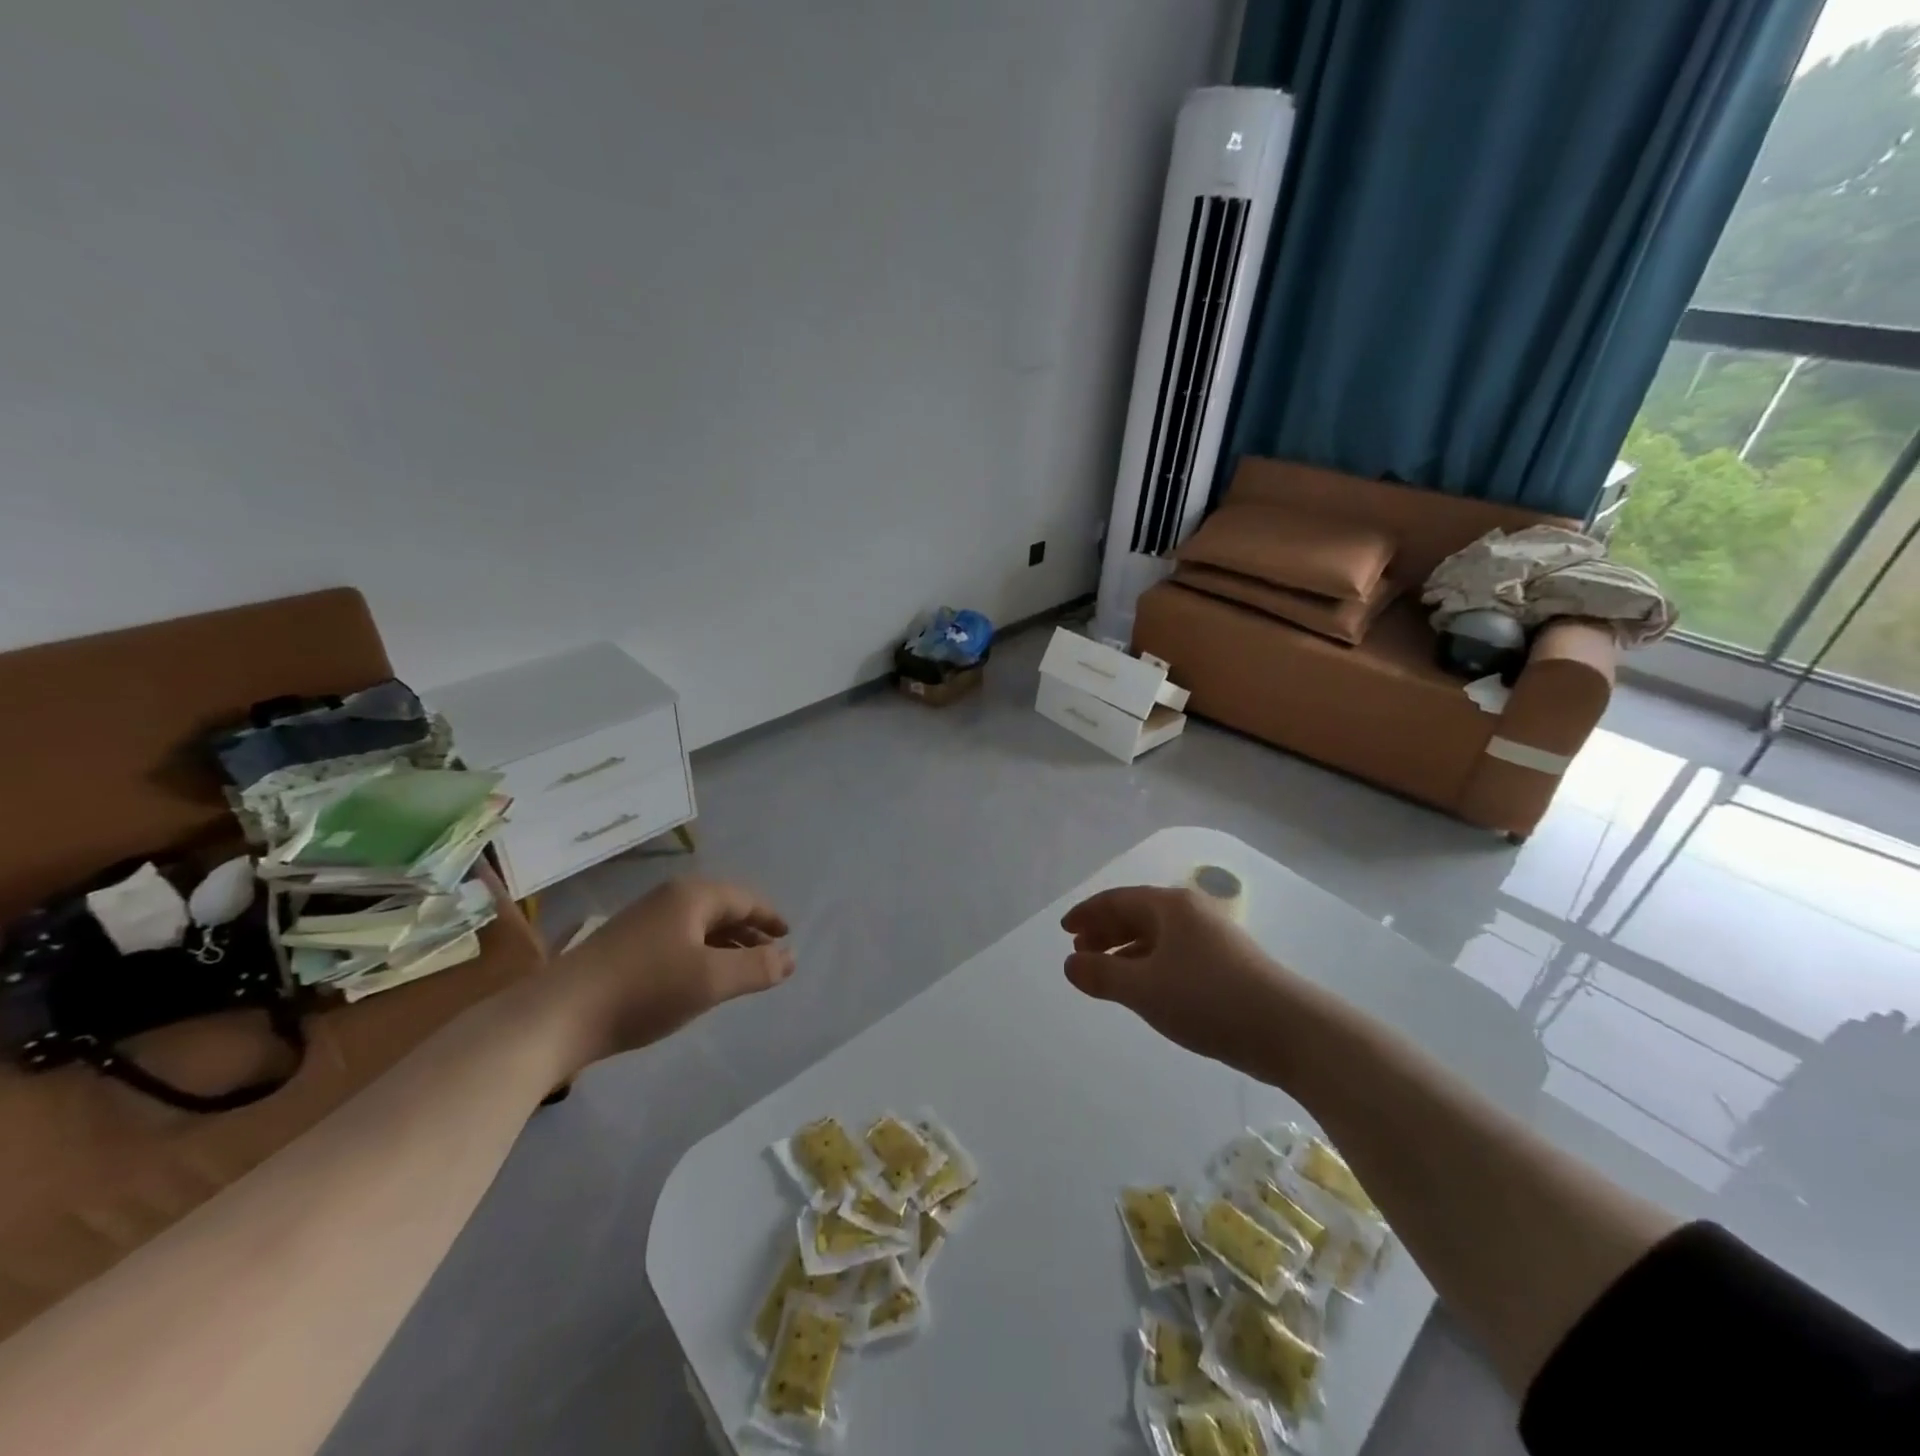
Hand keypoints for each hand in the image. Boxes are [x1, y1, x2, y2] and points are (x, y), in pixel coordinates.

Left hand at [550, 877, 792, 1065]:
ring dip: (725, 945)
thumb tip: (792, 956)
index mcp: (692, 896)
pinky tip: (698, 980)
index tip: (788, 936)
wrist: (557, 1017)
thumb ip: (758, 967)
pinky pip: (678, 941)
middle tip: (771, 957)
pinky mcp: (624, 947)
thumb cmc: (644, 990)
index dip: (769, 918)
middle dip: (749, 932)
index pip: (745, 899)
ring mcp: (642, 922)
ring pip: (698, 927)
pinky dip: (700, 955)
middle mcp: (668, 900)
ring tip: (742, 971)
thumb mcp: (711, 980)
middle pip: (722, 909)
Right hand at [1061, 884, 1298, 1072]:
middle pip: (1137, 914)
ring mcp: (1211, 939)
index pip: (1117, 900)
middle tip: (1080, 952)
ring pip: (1156, 937)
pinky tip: (1143, 989)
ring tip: (1105, 973)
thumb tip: (1070, 963)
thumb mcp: (1144, 989)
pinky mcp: (1225, 966)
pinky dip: (1149, 966)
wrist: (1289, 1030)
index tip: (1064, 930)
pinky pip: (1173, 955)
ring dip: (1125, 951)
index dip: (1087, 913)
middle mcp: (1191, 914)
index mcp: (1170, 906)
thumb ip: (1102, 975)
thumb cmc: (1208, 999)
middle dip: (1105, 931)